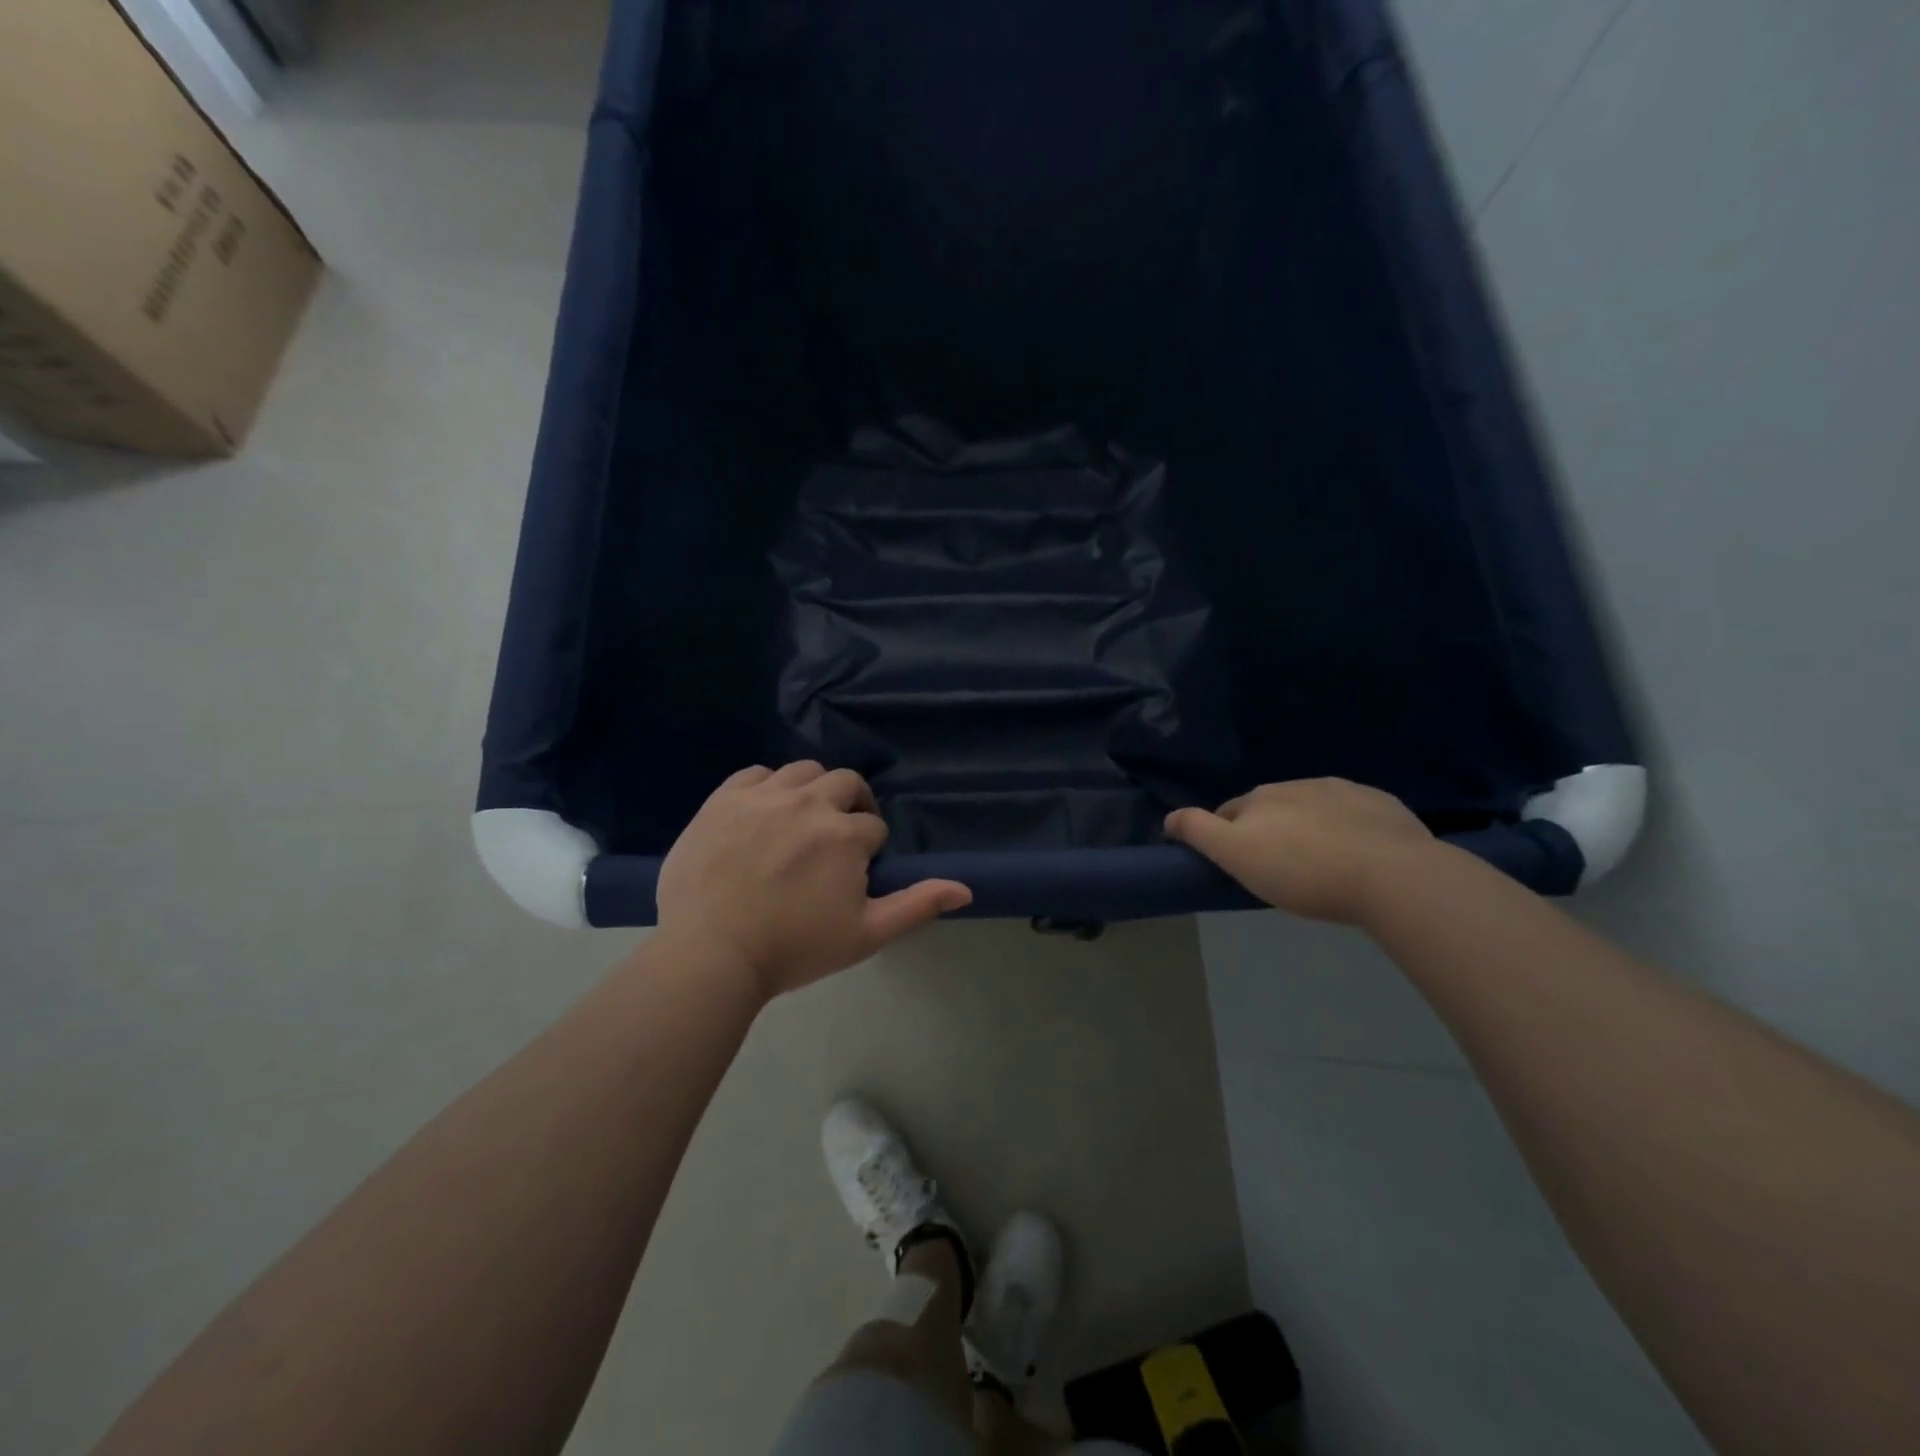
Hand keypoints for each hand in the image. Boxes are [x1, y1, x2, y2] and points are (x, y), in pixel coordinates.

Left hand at [655, 761, 971, 998]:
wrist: (710, 954)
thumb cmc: (794, 948)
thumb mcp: (865, 934)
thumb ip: (916, 905)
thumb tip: (966, 887)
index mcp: (846, 834)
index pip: (873, 827)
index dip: (869, 850)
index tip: (851, 875)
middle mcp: (810, 802)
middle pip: (846, 784)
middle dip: (851, 807)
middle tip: (835, 840)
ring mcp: (764, 796)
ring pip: (804, 771)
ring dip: (813, 790)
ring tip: (802, 821)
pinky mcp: (724, 798)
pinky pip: (756, 773)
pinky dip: (768, 786)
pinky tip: (763, 811)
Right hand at [1165, 778, 1434, 923]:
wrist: (1393, 876)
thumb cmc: (1304, 872)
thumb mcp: (1236, 856)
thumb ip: (1199, 832)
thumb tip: (1168, 817)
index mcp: (1261, 798)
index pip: (1230, 812)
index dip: (1228, 836)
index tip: (1238, 864)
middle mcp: (1298, 785)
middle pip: (1271, 807)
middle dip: (1269, 829)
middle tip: (1278, 869)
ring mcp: (1344, 791)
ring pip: (1313, 808)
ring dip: (1308, 827)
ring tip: (1320, 863)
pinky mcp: (1383, 805)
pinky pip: (1355, 813)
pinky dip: (1348, 827)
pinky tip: (1358, 854)